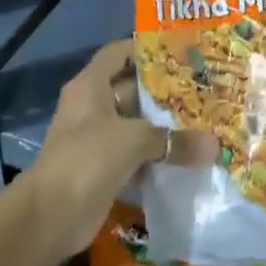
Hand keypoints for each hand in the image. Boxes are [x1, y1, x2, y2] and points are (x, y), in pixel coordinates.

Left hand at [26, 40, 209, 260]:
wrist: (50, 216)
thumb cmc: (87, 158)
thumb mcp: (133, 140)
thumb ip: (174, 140)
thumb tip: (215, 147)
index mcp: (91, 86)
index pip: (118, 53)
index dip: (145, 49)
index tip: (180, 51)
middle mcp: (93, 107)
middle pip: (132, 89)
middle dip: (165, 91)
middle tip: (203, 88)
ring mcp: (97, 139)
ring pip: (137, 125)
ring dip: (164, 127)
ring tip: (204, 121)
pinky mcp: (104, 168)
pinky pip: (136, 155)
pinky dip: (157, 157)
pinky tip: (188, 157)